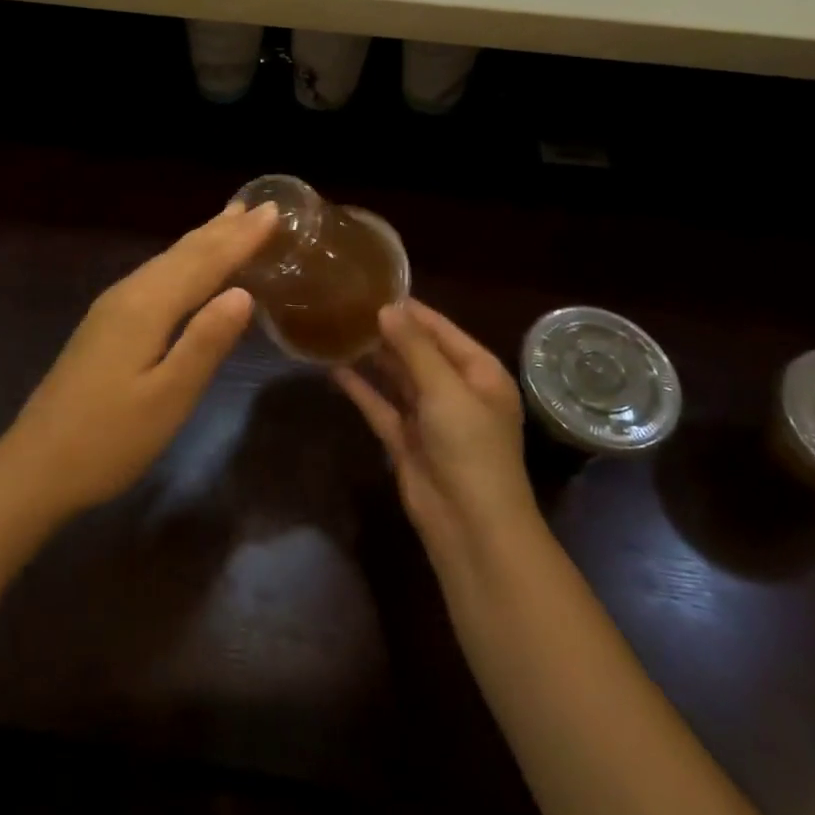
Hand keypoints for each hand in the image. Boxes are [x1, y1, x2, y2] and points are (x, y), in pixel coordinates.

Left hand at [0, 201, 277, 519]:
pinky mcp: (106, 324)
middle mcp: (128, 294)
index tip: (274, 210)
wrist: (34, 466)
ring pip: (167, 261)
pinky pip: (155, 275)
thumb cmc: (108, 440)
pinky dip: (183, 260)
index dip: (241, 237)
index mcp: (146, 307)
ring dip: (202, 239)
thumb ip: (206, 343)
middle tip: (258, 206)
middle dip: (223, 229)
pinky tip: (188, 266)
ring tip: (230, 219)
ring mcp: (112, 307)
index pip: (204, 262)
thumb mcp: (168, 399)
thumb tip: (243, 292)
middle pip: (184, 253)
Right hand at [336, 301, 538, 562]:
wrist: (471, 527)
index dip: (409, 309)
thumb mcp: (445, 389)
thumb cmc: (470, 447)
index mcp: (479, 372)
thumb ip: (415, 346)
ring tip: (338, 328)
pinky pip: (381, 405)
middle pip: (418, 351)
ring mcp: (430, 416)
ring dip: (372, 357)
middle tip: (347, 304)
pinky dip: (361, 389)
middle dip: (387, 331)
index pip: (440, 329)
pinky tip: (335, 369)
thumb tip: (386, 308)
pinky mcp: (406, 440)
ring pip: (397, 377)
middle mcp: (456, 389)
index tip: (373, 286)